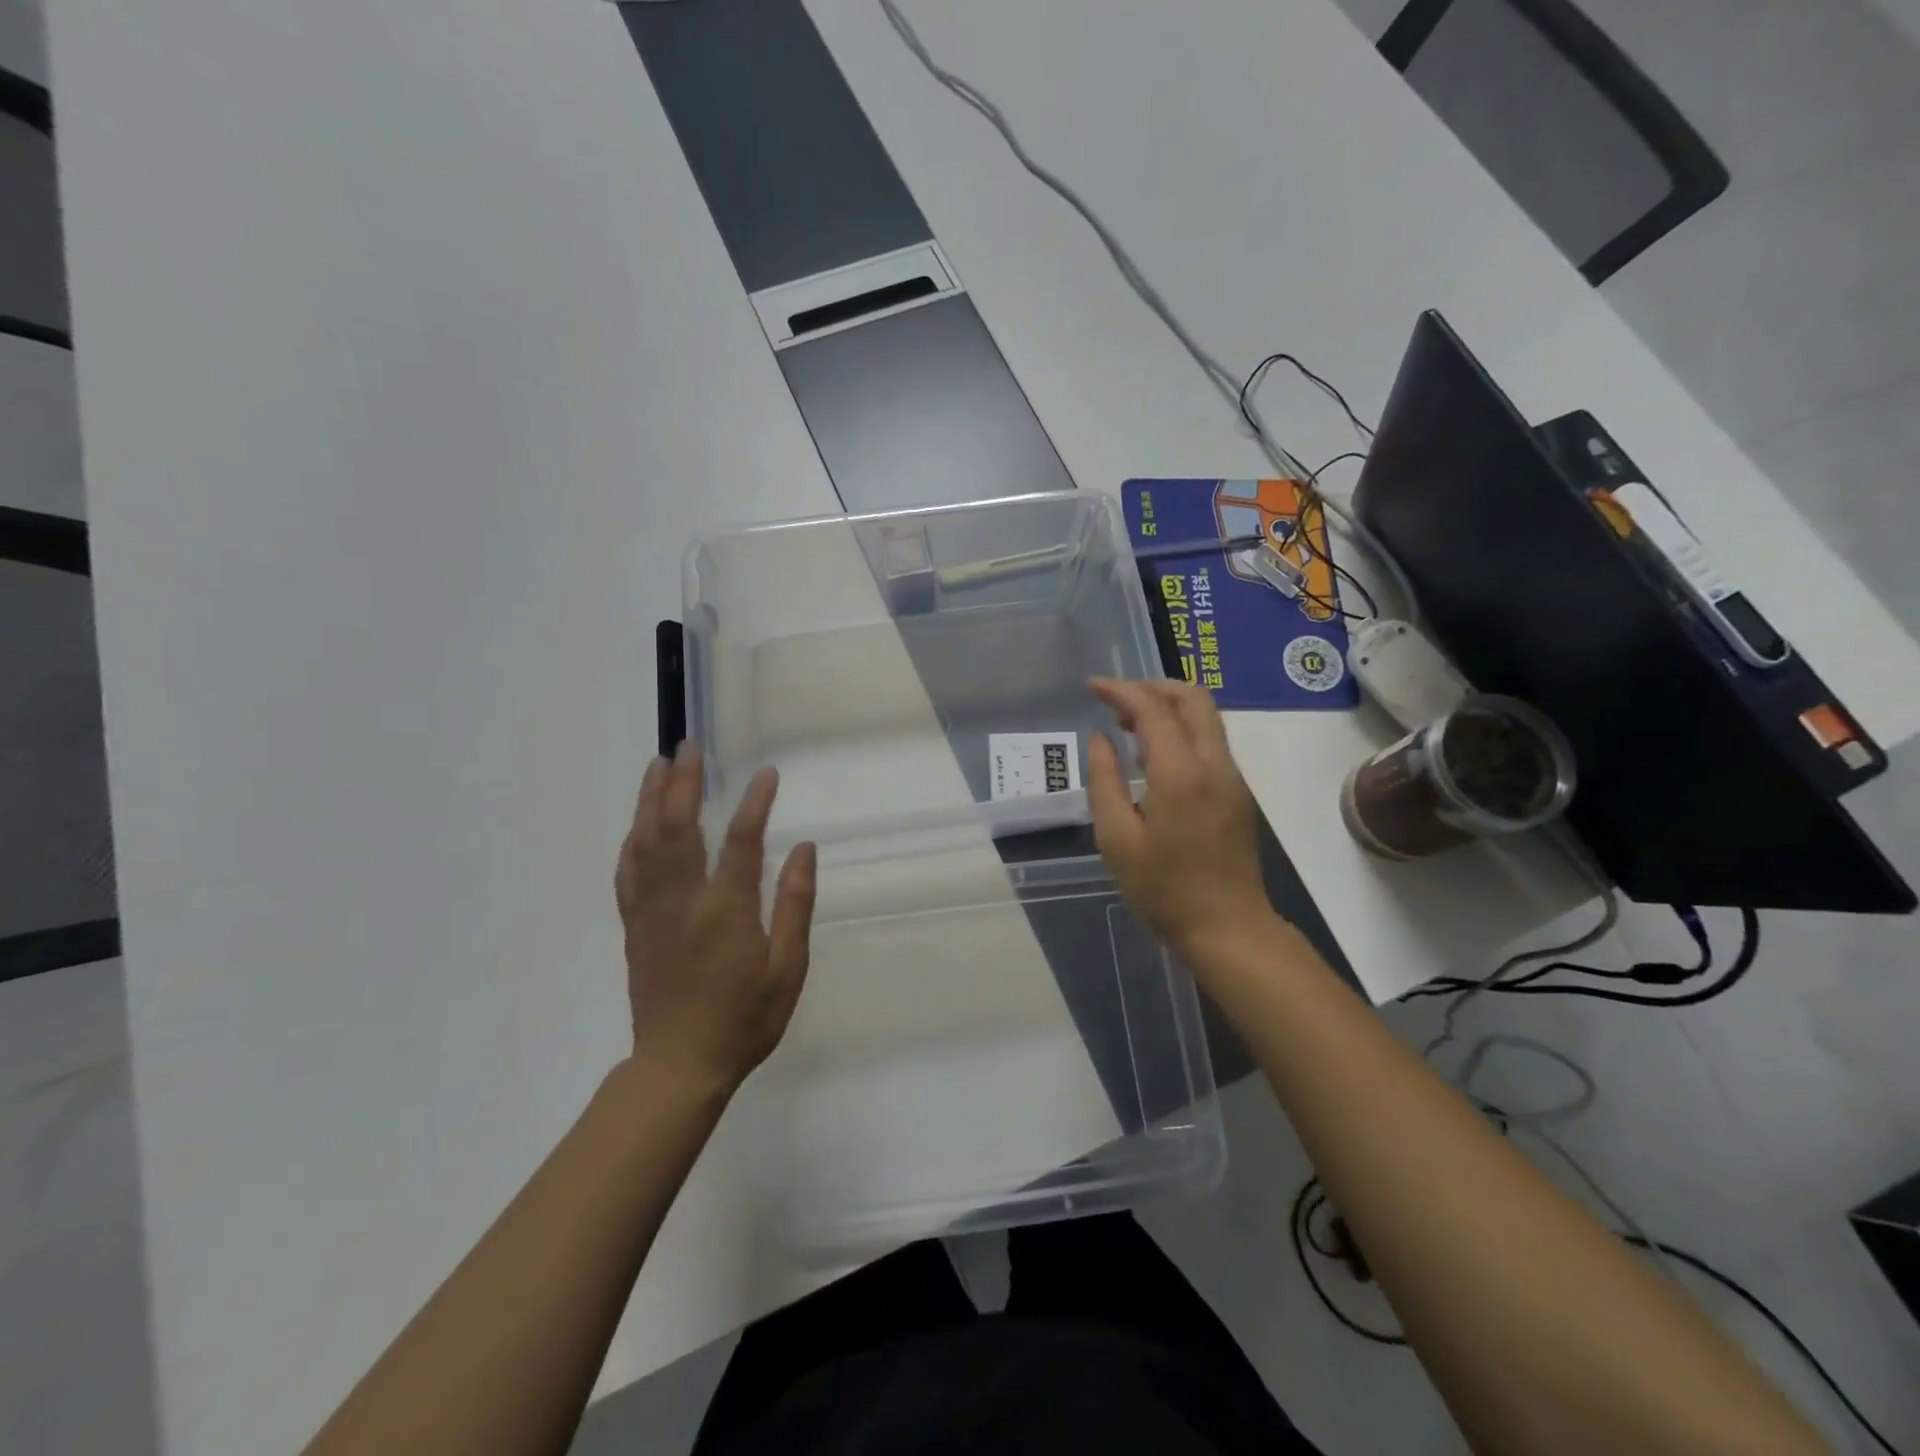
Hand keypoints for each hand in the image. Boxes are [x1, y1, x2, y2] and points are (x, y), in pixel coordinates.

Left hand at [614, 747, 817, 1093]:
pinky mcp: (634, 926)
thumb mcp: (787, 968)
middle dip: (683, 783)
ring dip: (651, 800)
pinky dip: (632, 840)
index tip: (766, 774)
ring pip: (646, 842)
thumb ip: (794, 905)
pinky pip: (627, 873)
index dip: (754, 803)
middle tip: (688, 747)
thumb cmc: (744, 1019)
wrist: (679, 1066)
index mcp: (725, 909)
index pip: (740, 840)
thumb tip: (801, 849)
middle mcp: (683, 900)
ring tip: (657, 766)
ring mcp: (652, 911)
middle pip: (679, 827)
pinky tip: (636, 824)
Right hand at [1086, 677, 1278, 961]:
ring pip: (1206, 717)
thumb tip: (1102, 739)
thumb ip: (1104, 781)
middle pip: (1193, 698)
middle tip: (1115, 699)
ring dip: (1168, 705)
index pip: (1153, 709)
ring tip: (1129, 723)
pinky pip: (1210, 740)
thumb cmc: (1164, 889)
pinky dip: (1181, 728)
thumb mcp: (1117, 839)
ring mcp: (1231, 777)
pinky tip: (1154, 751)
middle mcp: (1214, 764)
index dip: (1121, 690)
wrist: (1227, 927)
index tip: (1092, 687)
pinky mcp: (1236, 792)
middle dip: (1151, 686)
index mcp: (1181, 774)